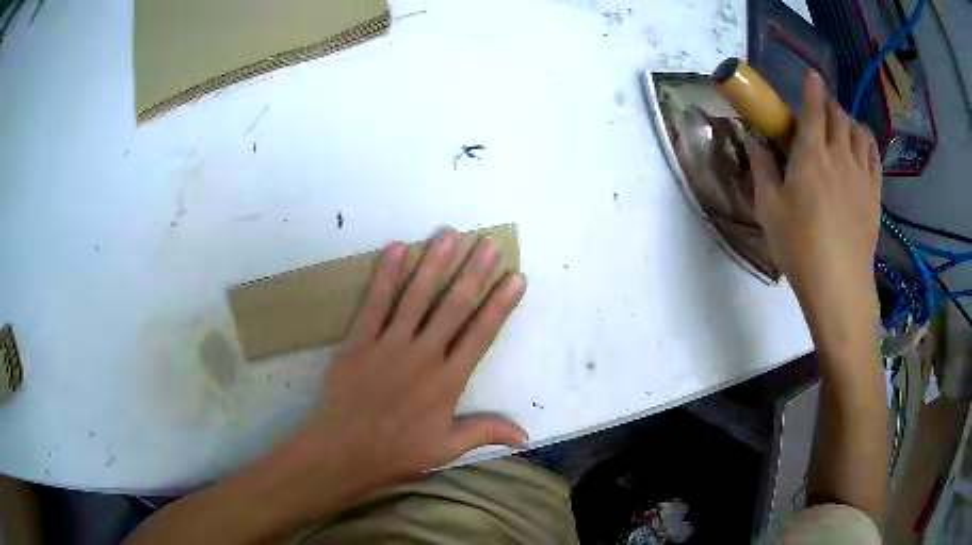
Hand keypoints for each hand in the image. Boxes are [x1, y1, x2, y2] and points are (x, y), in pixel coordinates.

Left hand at [268, 229, 528, 514]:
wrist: (343, 451)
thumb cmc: (397, 452)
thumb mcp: (446, 449)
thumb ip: (485, 433)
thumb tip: (526, 436)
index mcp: (447, 381)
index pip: (480, 334)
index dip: (500, 305)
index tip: (516, 278)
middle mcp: (422, 355)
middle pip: (452, 306)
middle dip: (473, 272)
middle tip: (488, 244)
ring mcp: (389, 344)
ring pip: (416, 296)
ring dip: (434, 263)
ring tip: (450, 235)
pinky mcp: (359, 341)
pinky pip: (375, 302)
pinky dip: (386, 274)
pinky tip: (398, 248)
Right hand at [745, 71, 881, 333]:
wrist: (838, 285)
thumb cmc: (799, 247)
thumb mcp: (769, 209)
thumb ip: (762, 168)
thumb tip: (754, 140)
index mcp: (811, 155)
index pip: (814, 108)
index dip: (812, 87)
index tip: (812, 75)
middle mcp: (839, 155)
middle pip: (838, 114)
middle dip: (828, 104)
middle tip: (819, 110)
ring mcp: (861, 173)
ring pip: (858, 130)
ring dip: (848, 120)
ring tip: (841, 126)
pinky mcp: (874, 192)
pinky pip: (873, 154)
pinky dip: (866, 140)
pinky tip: (860, 145)